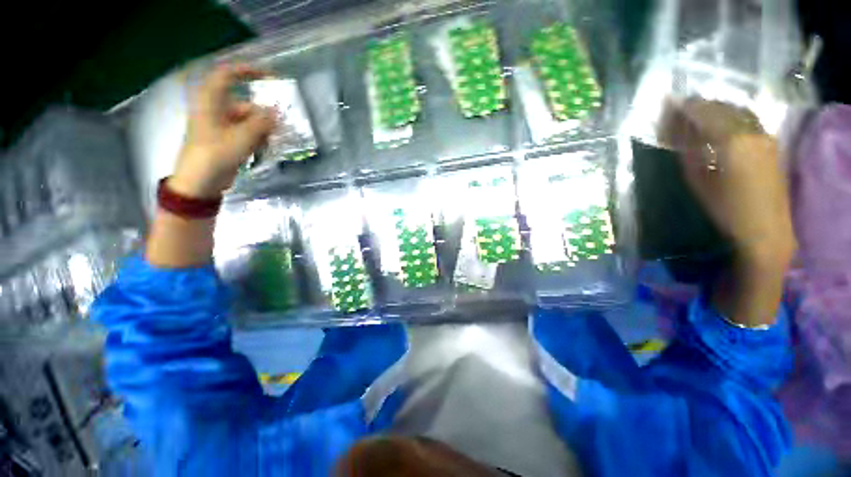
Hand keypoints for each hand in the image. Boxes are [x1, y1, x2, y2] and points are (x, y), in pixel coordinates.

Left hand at [170, 63, 276, 198]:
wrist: (200, 181)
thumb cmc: (215, 155)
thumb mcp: (241, 138)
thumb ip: (261, 123)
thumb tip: (276, 112)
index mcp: (211, 102)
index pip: (227, 75)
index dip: (247, 71)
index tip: (270, 76)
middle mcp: (216, 110)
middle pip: (244, 104)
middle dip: (263, 113)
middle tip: (282, 123)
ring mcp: (221, 126)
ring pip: (248, 120)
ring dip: (263, 128)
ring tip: (275, 140)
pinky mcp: (227, 140)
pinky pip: (246, 133)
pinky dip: (258, 138)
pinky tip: (266, 147)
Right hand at [660, 99, 796, 267]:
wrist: (765, 228)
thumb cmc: (726, 208)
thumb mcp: (699, 181)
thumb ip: (690, 153)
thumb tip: (679, 134)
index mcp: (733, 141)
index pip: (707, 114)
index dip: (688, 108)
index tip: (671, 104)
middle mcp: (753, 132)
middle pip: (724, 108)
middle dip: (702, 105)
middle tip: (682, 107)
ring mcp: (766, 136)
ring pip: (739, 111)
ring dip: (718, 109)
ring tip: (699, 113)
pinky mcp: (771, 144)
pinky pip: (749, 120)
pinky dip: (732, 116)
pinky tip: (721, 123)